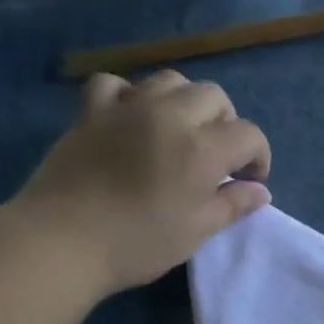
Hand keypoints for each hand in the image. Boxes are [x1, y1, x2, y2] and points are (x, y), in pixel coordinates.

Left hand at [12, 69, 271, 296]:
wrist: (63, 240)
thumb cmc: (138, 242)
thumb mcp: (196, 231)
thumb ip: (232, 205)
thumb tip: (260, 191)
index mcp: (201, 148)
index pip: (248, 134)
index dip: (258, 157)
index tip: (250, 183)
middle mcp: (169, 115)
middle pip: (213, 96)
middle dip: (226, 123)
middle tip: (218, 158)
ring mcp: (127, 107)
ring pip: (170, 80)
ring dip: (186, 102)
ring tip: (180, 133)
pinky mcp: (91, 111)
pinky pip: (116, 84)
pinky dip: (131, 95)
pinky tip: (132, 118)